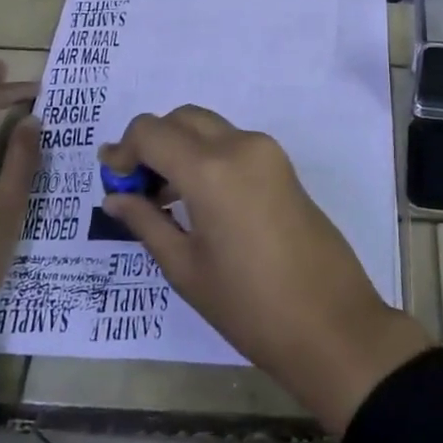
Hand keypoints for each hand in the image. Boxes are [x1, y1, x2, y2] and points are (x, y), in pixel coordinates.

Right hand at [99, 108, 432, 434]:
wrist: (331, 323)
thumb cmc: (249, 305)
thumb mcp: (186, 268)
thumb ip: (146, 222)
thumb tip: (115, 196)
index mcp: (211, 169)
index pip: (151, 131)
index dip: (124, 149)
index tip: (112, 179)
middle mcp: (240, 145)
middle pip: (182, 119)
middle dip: (152, 142)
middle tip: (135, 187)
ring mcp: (267, 152)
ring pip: (209, 128)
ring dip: (180, 147)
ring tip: (162, 198)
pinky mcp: (283, 165)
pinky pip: (233, 143)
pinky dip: (206, 156)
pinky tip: (197, 199)